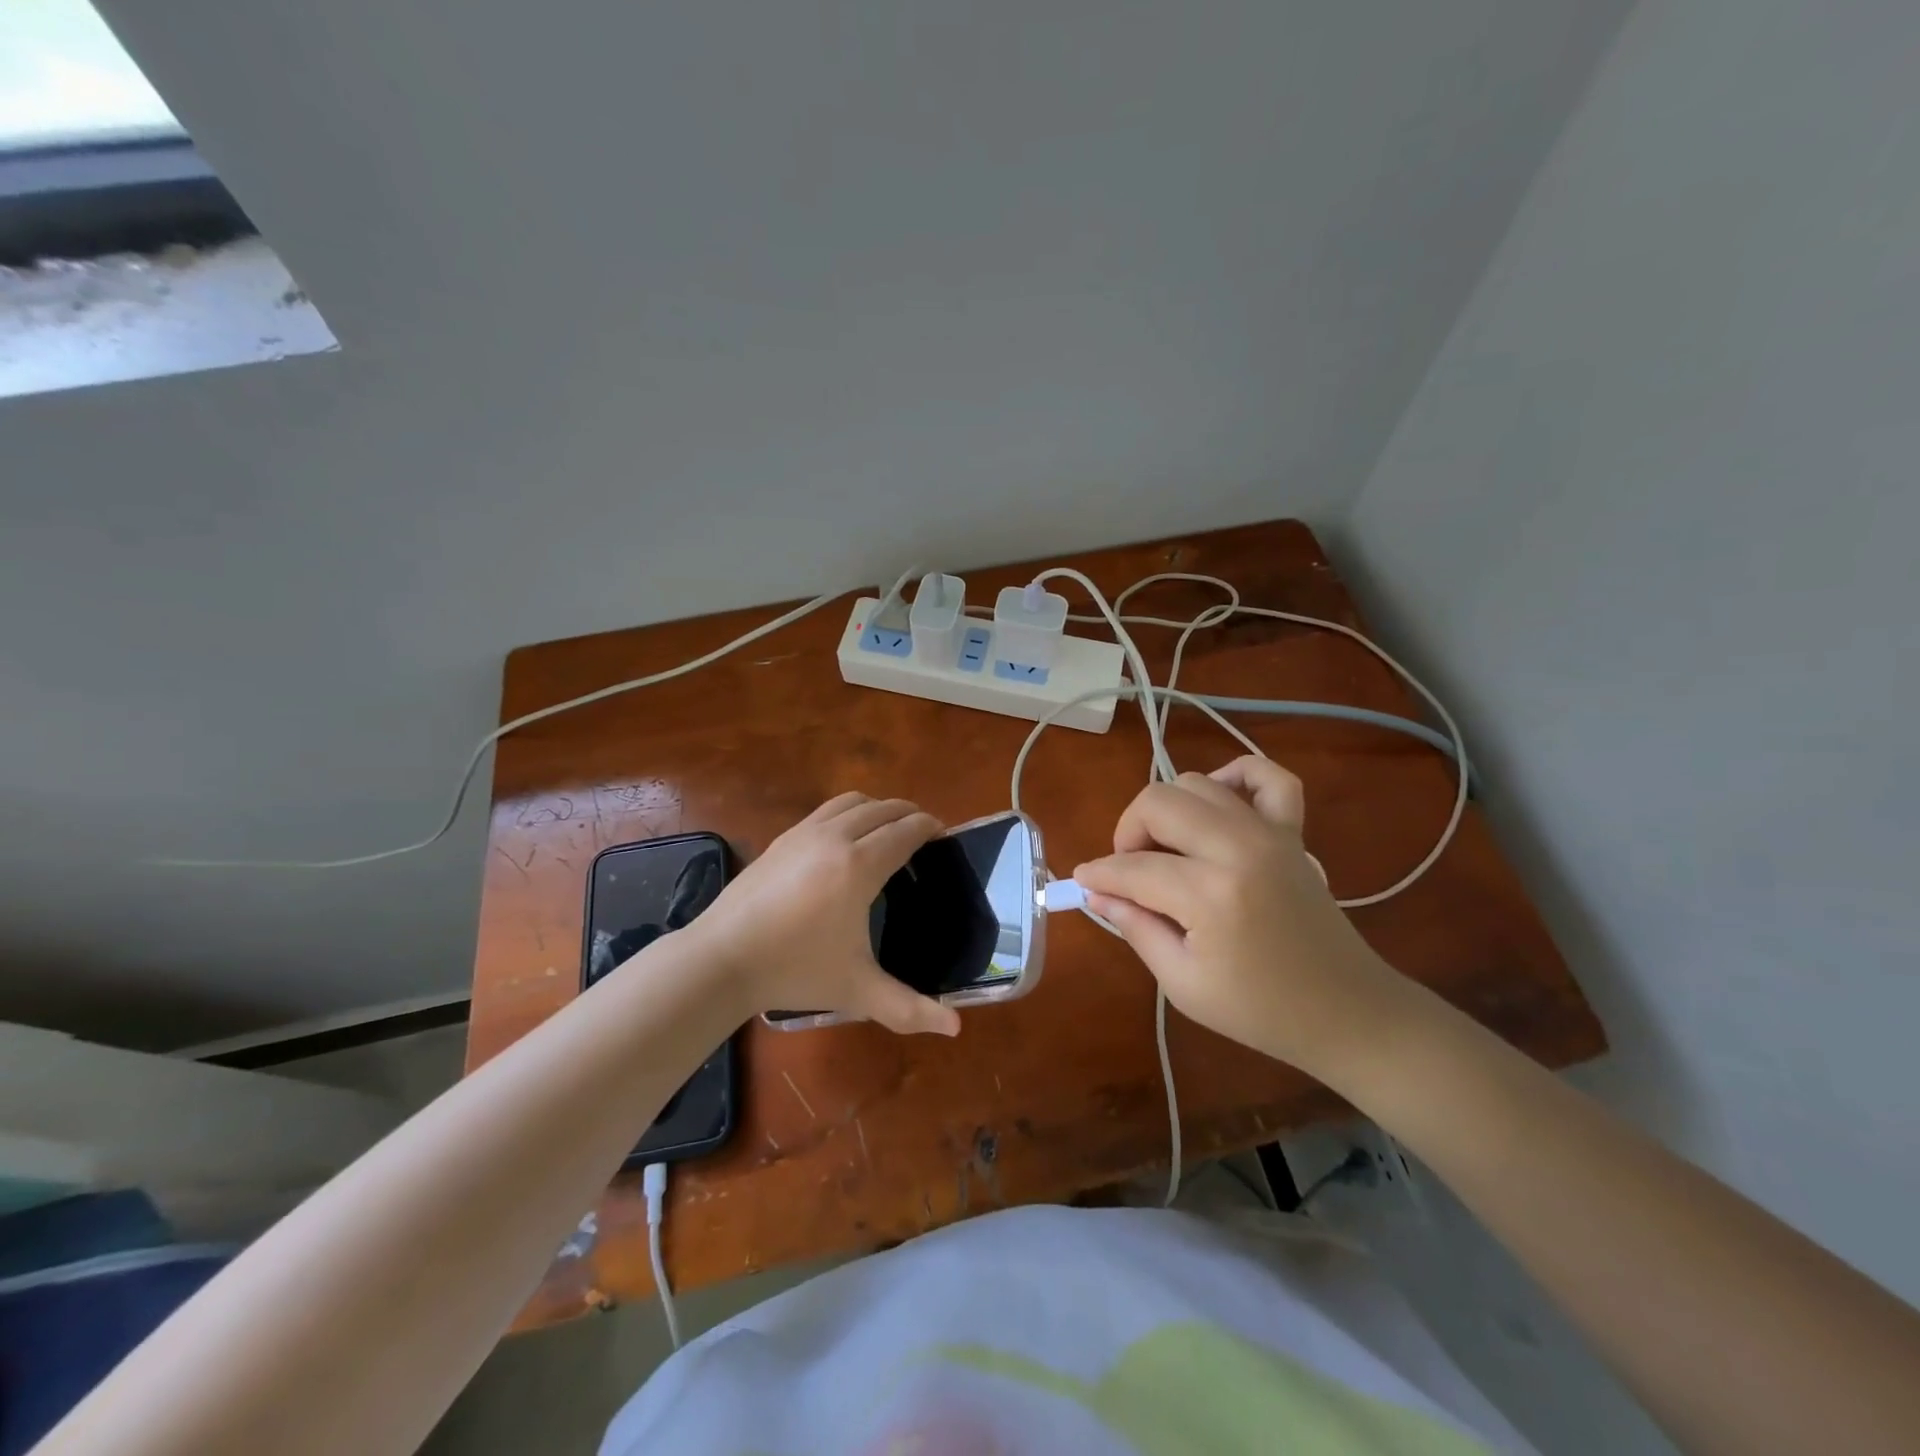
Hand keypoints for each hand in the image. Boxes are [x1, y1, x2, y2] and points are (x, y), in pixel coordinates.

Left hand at [693, 793, 961, 1036]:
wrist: (722, 958)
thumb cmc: (795, 970)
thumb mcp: (858, 991)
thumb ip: (909, 1009)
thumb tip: (956, 1028)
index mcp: (860, 865)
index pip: (906, 830)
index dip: (930, 827)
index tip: (945, 835)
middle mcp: (835, 837)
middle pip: (884, 808)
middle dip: (909, 814)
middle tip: (924, 835)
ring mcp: (805, 832)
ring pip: (853, 802)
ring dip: (878, 808)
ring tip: (888, 831)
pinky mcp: (783, 837)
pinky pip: (827, 810)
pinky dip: (849, 813)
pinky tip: (845, 841)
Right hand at [1073, 756, 1405, 1077]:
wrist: (1347, 1012)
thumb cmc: (1259, 1010)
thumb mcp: (1182, 983)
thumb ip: (1135, 928)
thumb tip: (1096, 893)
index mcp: (1210, 894)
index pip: (1133, 867)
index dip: (1098, 875)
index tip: (1083, 884)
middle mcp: (1238, 847)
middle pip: (1157, 803)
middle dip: (1127, 833)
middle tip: (1128, 872)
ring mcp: (1270, 832)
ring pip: (1195, 783)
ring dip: (1167, 811)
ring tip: (1167, 851)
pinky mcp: (1293, 831)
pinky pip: (1267, 776)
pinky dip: (1235, 777)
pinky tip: (1217, 804)